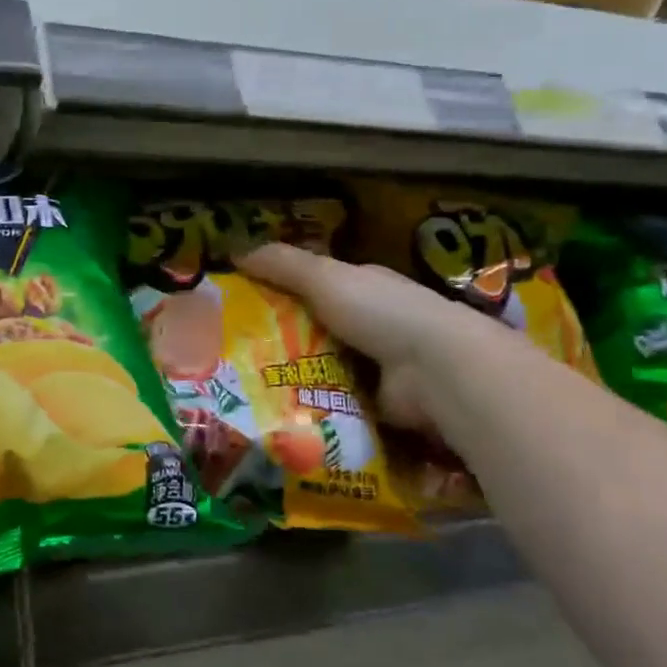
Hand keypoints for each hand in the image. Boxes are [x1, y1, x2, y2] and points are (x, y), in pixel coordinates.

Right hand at [237, 243, 463, 434]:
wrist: (434, 370)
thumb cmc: (380, 311)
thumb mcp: (325, 277)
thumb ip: (282, 264)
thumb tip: (234, 252)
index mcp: (362, 287)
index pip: (314, 286)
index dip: (279, 292)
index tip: (240, 307)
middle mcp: (371, 324)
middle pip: (313, 330)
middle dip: (278, 341)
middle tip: (233, 357)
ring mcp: (375, 366)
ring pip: (320, 369)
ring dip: (291, 378)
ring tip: (244, 390)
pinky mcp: (374, 404)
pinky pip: (333, 404)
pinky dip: (312, 407)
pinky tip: (276, 414)